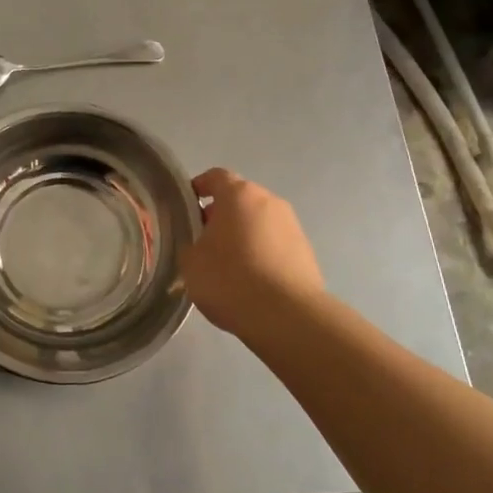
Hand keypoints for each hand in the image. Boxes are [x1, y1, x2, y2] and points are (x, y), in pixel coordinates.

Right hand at [180, 169, 325, 337]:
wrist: (286, 316)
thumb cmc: (230, 279)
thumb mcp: (191, 262)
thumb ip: (191, 244)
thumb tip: (200, 244)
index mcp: (239, 195)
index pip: (215, 177)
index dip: (198, 187)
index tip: (186, 206)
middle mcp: (270, 201)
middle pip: (240, 200)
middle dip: (221, 215)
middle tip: (204, 241)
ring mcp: (292, 226)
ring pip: (259, 222)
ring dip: (243, 235)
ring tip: (228, 265)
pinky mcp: (306, 252)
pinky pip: (275, 244)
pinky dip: (261, 254)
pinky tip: (251, 281)